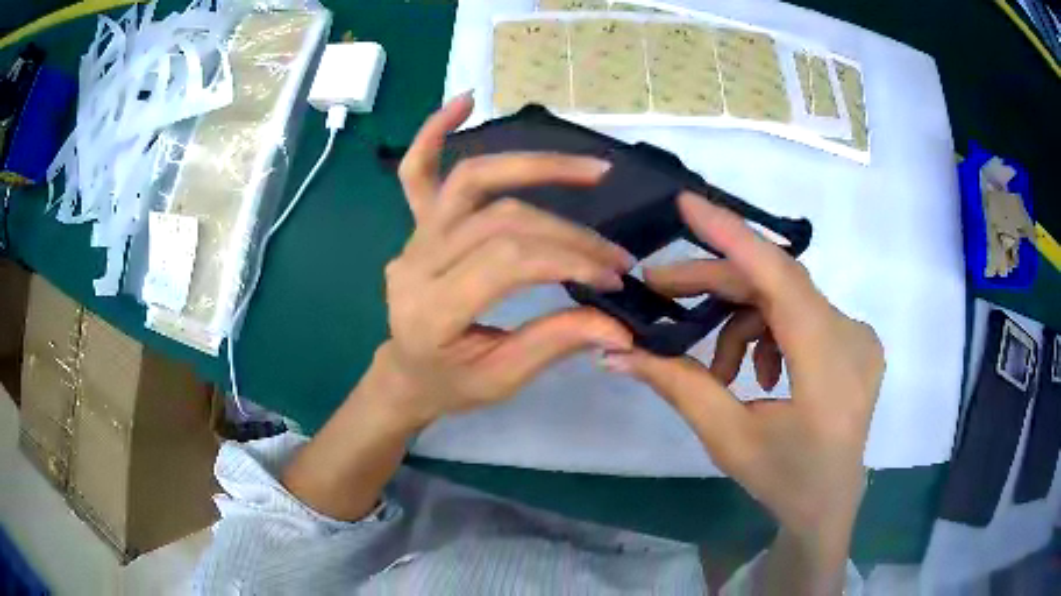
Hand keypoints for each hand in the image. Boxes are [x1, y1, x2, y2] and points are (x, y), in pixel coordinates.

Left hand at [283, 94, 634, 520]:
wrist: (405, 372)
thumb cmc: (450, 384)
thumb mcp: (502, 379)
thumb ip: (555, 343)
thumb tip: (620, 322)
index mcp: (432, 310)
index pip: (509, 262)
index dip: (568, 258)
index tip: (613, 275)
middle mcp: (416, 263)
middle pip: (501, 220)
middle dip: (568, 231)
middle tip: (614, 255)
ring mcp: (412, 237)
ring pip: (472, 182)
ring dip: (534, 166)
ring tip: (592, 169)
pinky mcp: (415, 224)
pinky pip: (417, 171)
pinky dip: (435, 132)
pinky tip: (464, 101)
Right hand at [602, 193, 883, 589]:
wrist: (828, 505)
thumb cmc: (783, 481)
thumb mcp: (727, 439)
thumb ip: (678, 385)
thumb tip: (617, 350)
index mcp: (830, 371)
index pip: (782, 282)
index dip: (734, 238)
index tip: (688, 204)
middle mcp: (854, 339)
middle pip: (778, 284)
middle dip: (718, 285)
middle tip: (661, 290)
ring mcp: (861, 336)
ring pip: (787, 298)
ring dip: (744, 321)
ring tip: (721, 371)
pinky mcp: (857, 340)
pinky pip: (803, 313)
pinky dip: (770, 330)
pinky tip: (760, 372)